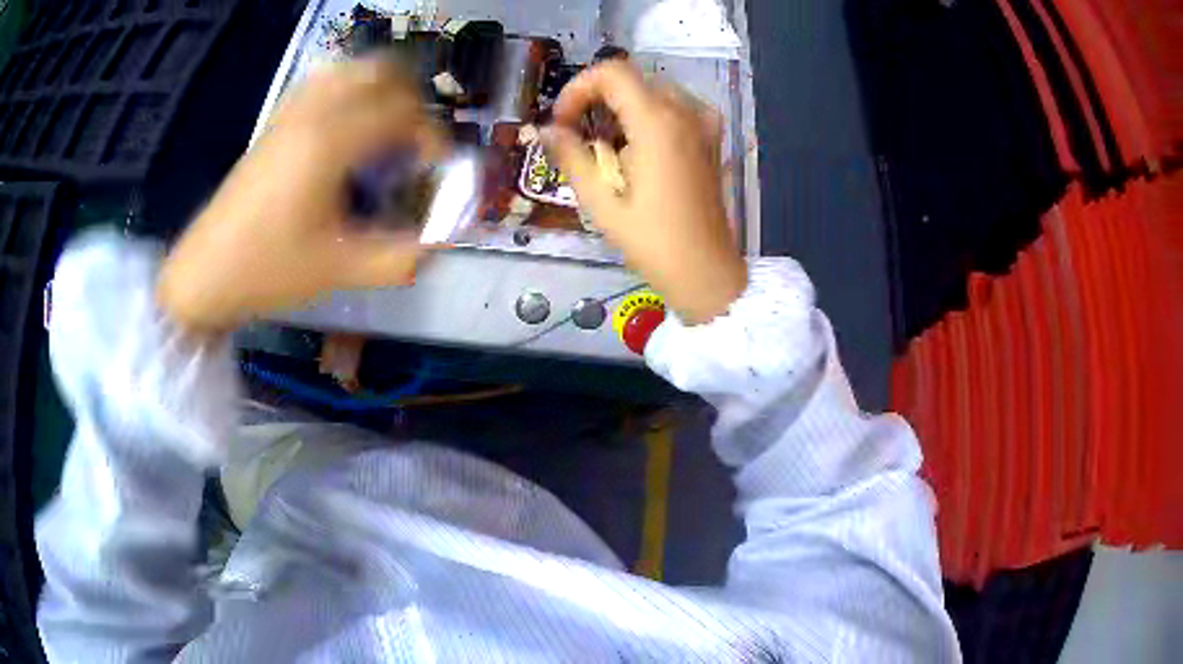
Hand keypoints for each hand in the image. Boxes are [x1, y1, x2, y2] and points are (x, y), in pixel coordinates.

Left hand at [158, 59, 446, 334]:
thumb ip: (399, 258)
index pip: (403, 113)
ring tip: (386, 130)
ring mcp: (291, 112)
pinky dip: (348, 90)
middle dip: (411, 101)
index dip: (433, 137)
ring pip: (351, 69)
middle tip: (414, 143)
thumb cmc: (269, 269)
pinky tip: (348, 125)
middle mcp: (314, 112)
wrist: (207, 272)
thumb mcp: (339, 270)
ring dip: (380, 90)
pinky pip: (322, 82)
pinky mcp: (276, 122)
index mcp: (331, 141)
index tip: (438, 169)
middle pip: (381, 73)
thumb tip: (439, 243)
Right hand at [543, 61, 746, 324]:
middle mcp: (685, 112)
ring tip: (605, 146)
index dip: (578, 89)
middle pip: (632, 79)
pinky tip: (638, 147)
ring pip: (653, 91)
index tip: (563, 122)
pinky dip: (649, 115)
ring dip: (622, 107)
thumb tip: (547, 131)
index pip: (612, 73)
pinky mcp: (711, 139)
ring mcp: (704, 124)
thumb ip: (571, 158)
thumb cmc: (652, 242)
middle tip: (578, 135)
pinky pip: (675, 108)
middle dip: (597, 98)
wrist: (705, 271)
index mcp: (657, 122)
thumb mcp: (601, 203)